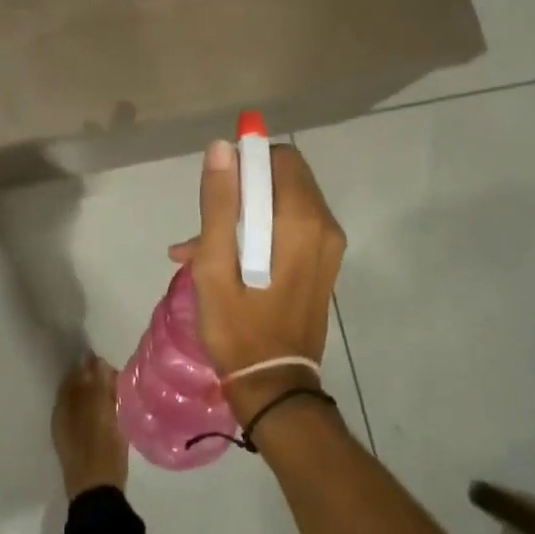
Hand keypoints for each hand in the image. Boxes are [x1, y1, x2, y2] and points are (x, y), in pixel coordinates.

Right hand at [176, 139, 344, 418]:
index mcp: (301, 220)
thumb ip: (218, 203)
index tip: (218, 194)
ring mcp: (329, 245)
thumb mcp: (214, 266)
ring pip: (285, 201)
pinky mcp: (324, 262)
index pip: (280, 158)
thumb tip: (222, 147)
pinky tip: (226, 260)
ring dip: (247, 213)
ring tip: (205, 249)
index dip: (246, 163)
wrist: (274, 386)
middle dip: (244, 190)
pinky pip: (293, 225)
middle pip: (284, 177)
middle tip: (210, 227)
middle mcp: (325, 225)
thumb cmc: (238, 327)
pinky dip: (261, 231)